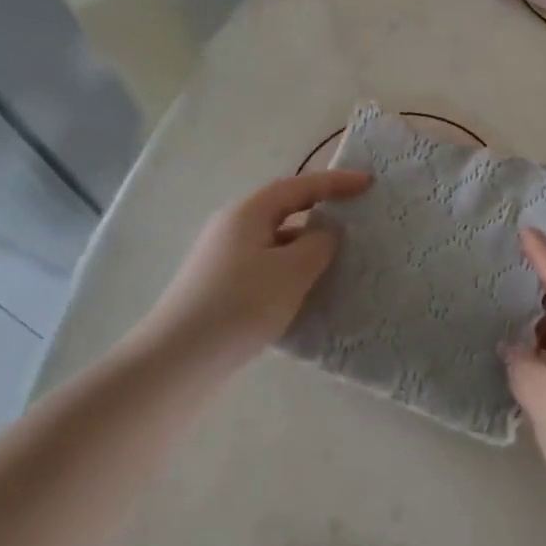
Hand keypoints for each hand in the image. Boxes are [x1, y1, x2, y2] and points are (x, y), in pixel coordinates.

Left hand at [142, 170, 370, 361]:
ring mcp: (222, 258)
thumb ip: (319, 244)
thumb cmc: (240, 305)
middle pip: (284, 209)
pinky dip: (289, 271)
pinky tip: (304, 295)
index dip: (336, 182)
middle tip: (354, 220)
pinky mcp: (219, 287)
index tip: (368, 184)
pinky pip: (265, 266)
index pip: (299, 185)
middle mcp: (232, 227)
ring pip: (275, 241)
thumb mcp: (292, 271)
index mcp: (248, 212)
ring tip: (336, 263)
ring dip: (306, 247)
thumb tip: (326, 232)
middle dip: (320, 212)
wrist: (177, 363)